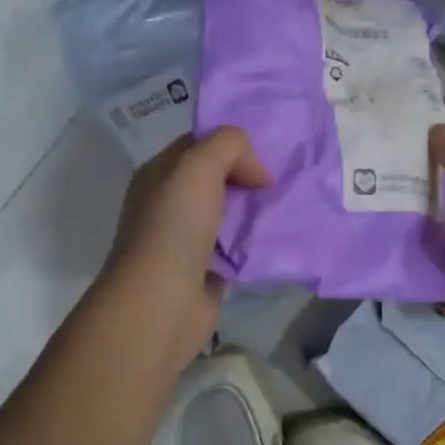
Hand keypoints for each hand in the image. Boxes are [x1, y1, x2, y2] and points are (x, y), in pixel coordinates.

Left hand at [103, 127, 270, 367]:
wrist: (162, 300)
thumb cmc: (174, 226)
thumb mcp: (198, 166)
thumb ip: (228, 145)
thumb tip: (255, 171)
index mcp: (158, 174)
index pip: (198, 145)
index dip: (230, 144)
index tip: (263, 155)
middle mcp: (168, 203)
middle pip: (216, 179)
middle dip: (248, 178)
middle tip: (281, 182)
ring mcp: (186, 238)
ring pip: (229, 213)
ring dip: (254, 211)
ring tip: (285, 208)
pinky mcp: (205, 270)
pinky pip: (235, 247)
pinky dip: (253, 243)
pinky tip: (275, 240)